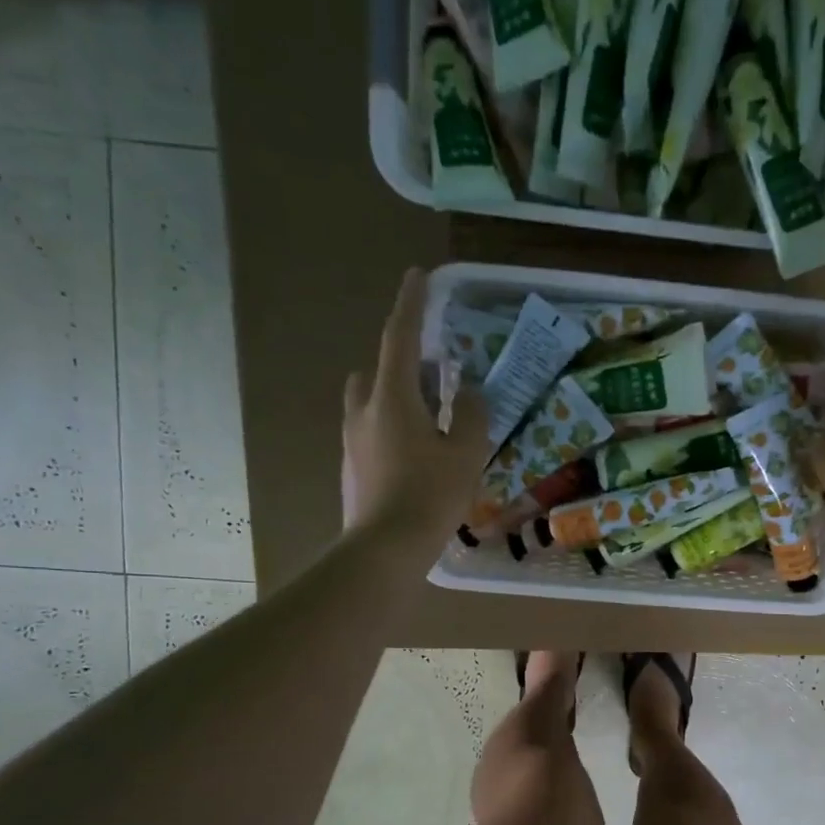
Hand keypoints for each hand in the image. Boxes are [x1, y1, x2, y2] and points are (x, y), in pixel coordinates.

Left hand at [342, 269, 489, 549]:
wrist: (384, 549)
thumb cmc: (430, 496)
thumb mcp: (465, 454)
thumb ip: (472, 416)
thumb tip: (471, 393)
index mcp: (392, 397)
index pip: (400, 337)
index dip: (412, 304)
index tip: (418, 275)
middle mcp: (364, 410)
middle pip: (378, 369)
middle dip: (403, 361)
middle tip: (435, 373)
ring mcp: (352, 440)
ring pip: (371, 401)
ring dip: (396, 396)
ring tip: (430, 417)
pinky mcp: (352, 467)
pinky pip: (371, 431)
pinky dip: (392, 427)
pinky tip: (416, 454)